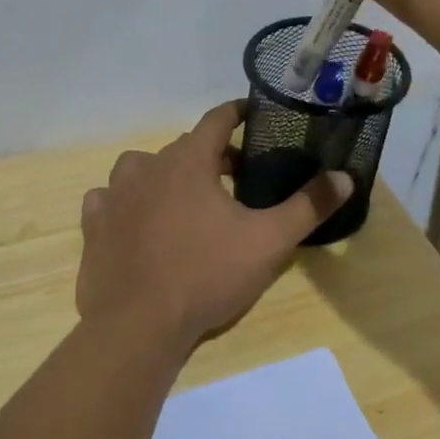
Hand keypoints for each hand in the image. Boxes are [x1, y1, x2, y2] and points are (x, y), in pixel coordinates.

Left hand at [76, 101, 352, 346]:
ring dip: (165, 175)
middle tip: (236, 178)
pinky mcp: (94, 226)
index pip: (217, 120)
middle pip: (183, 147)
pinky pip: (109, 200)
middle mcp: (147, 167)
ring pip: (142, 168)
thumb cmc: (206, 275)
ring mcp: (114, 195)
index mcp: (188, 161)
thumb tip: (345, 177)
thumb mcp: (268, 242)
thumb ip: (308, 206)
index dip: (238, 113)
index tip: (253, 115)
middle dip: (211, 156)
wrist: (137, 325)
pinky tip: (137, 221)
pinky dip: (126, 202)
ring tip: (185, 199)